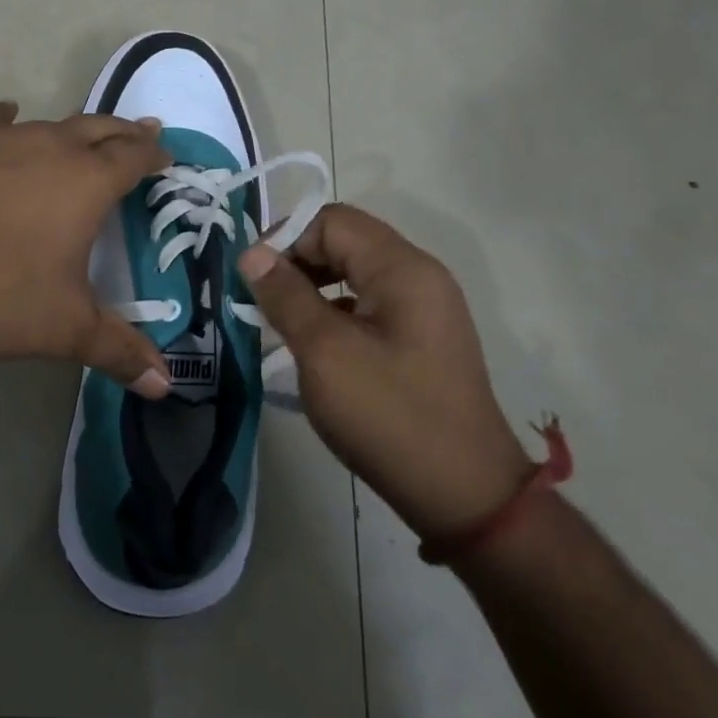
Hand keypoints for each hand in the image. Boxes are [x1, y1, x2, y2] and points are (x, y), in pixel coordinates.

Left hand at [0, 102, 173, 392]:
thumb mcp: (63, 328)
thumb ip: (118, 350)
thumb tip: (165, 384)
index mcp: (87, 181)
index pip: (134, 156)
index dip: (154, 154)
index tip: (166, 155)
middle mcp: (49, 146)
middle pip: (99, 127)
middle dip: (124, 131)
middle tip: (142, 131)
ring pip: (49, 123)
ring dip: (73, 129)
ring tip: (82, 134)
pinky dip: (8, 121)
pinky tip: (5, 118)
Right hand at [238, 204, 531, 538]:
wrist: (465, 496)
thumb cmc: (390, 416)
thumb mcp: (325, 352)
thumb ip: (286, 296)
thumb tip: (252, 253)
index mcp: (402, 268)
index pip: (331, 221)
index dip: (286, 240)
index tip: (253, 281)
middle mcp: (419, 276)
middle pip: (345, 242)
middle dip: (298, 263)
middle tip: (262, 303)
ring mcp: (425, 309)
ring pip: (355, 274)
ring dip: (313, 289)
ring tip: (282, 324)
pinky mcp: (422, 340)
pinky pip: (369, 305)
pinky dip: (335, 313)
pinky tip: (315, 348)